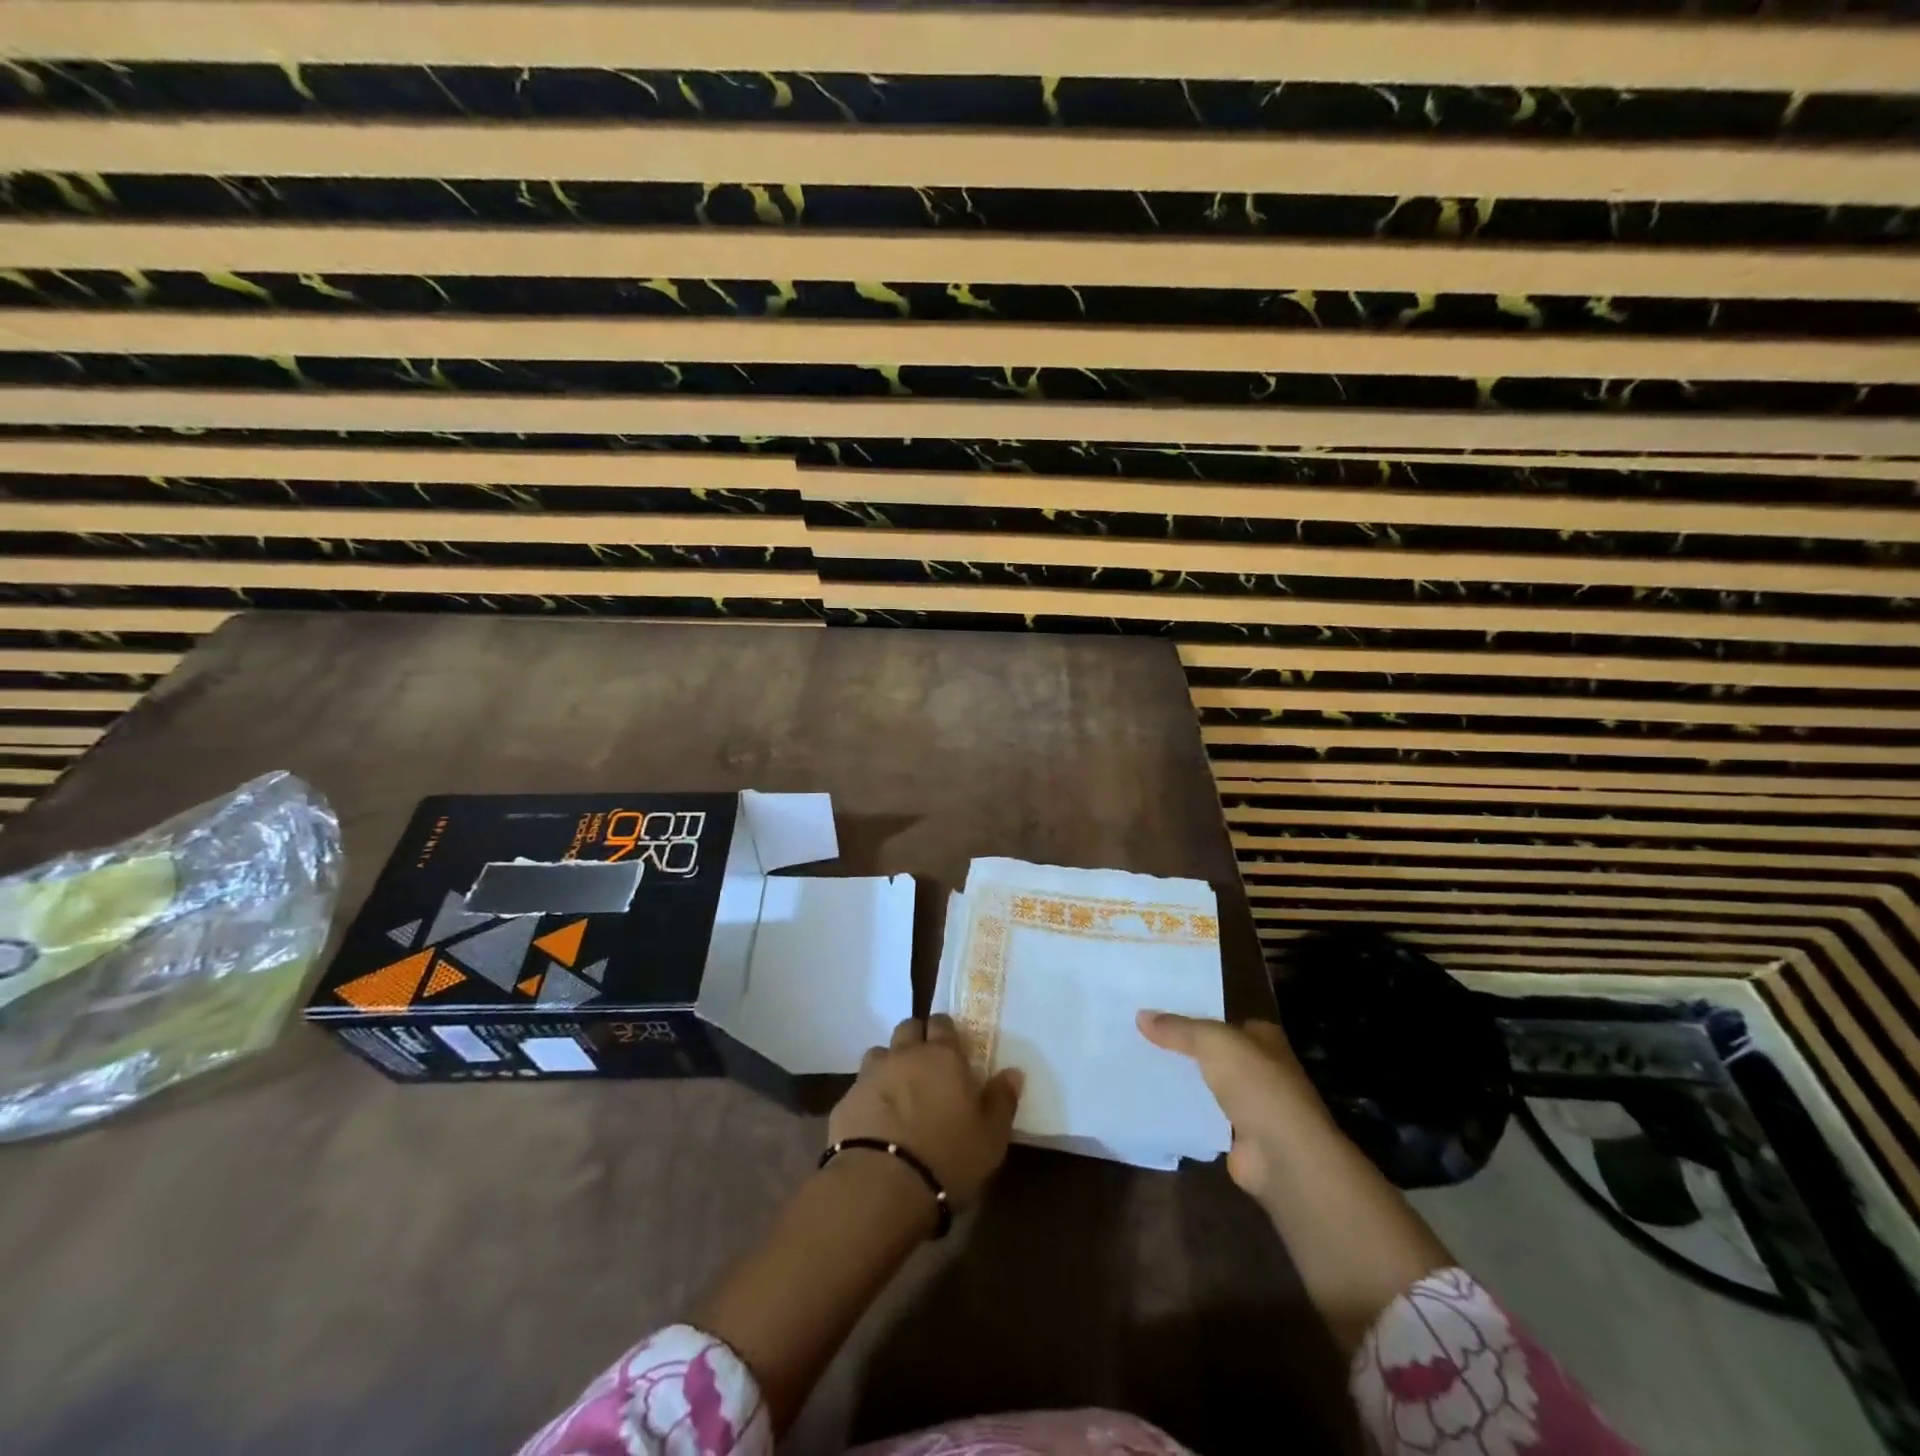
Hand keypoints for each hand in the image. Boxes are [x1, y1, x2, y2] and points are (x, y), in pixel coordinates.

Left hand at [829, 1014, 1022, 1204]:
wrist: (881, 1186)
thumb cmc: (947, 1158)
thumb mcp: (990, 1138)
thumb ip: (1002, 1101)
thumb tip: (1013, 1072)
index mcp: (943, 1057)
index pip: (943, 1023)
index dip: (946, 1032)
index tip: (952, 1049)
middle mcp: (905, 1054)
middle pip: (908, 1027)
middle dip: (917, 1038)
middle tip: (926, 1065)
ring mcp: (871, 1075)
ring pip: (880, 1053)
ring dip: (890, 1064)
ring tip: (898, 1092)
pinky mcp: (845, 1100)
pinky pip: (859, 1087)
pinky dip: (869, 1096)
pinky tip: (875, 1121)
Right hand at [1137, 1011, 1329, 1212]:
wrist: (1283, 1156)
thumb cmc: (1257, 1086)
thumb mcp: (1213, 1043)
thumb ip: (1178, 1029)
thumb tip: (1141, 1015)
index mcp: (1263, 1038)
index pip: (1222, 1020)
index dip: (1192, 1016)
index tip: (1155, 1013)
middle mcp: (1260, 1068)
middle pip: (1213, 1052)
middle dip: (1182, 1048)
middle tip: (1138, 1038)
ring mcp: (1250, 1104)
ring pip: (1207, 1083)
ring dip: (1182, 1080)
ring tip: (1138, 1066)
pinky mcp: (1238, 1136)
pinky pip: (1203, 1115)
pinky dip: (1184, 1111)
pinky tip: (1153, 1102)